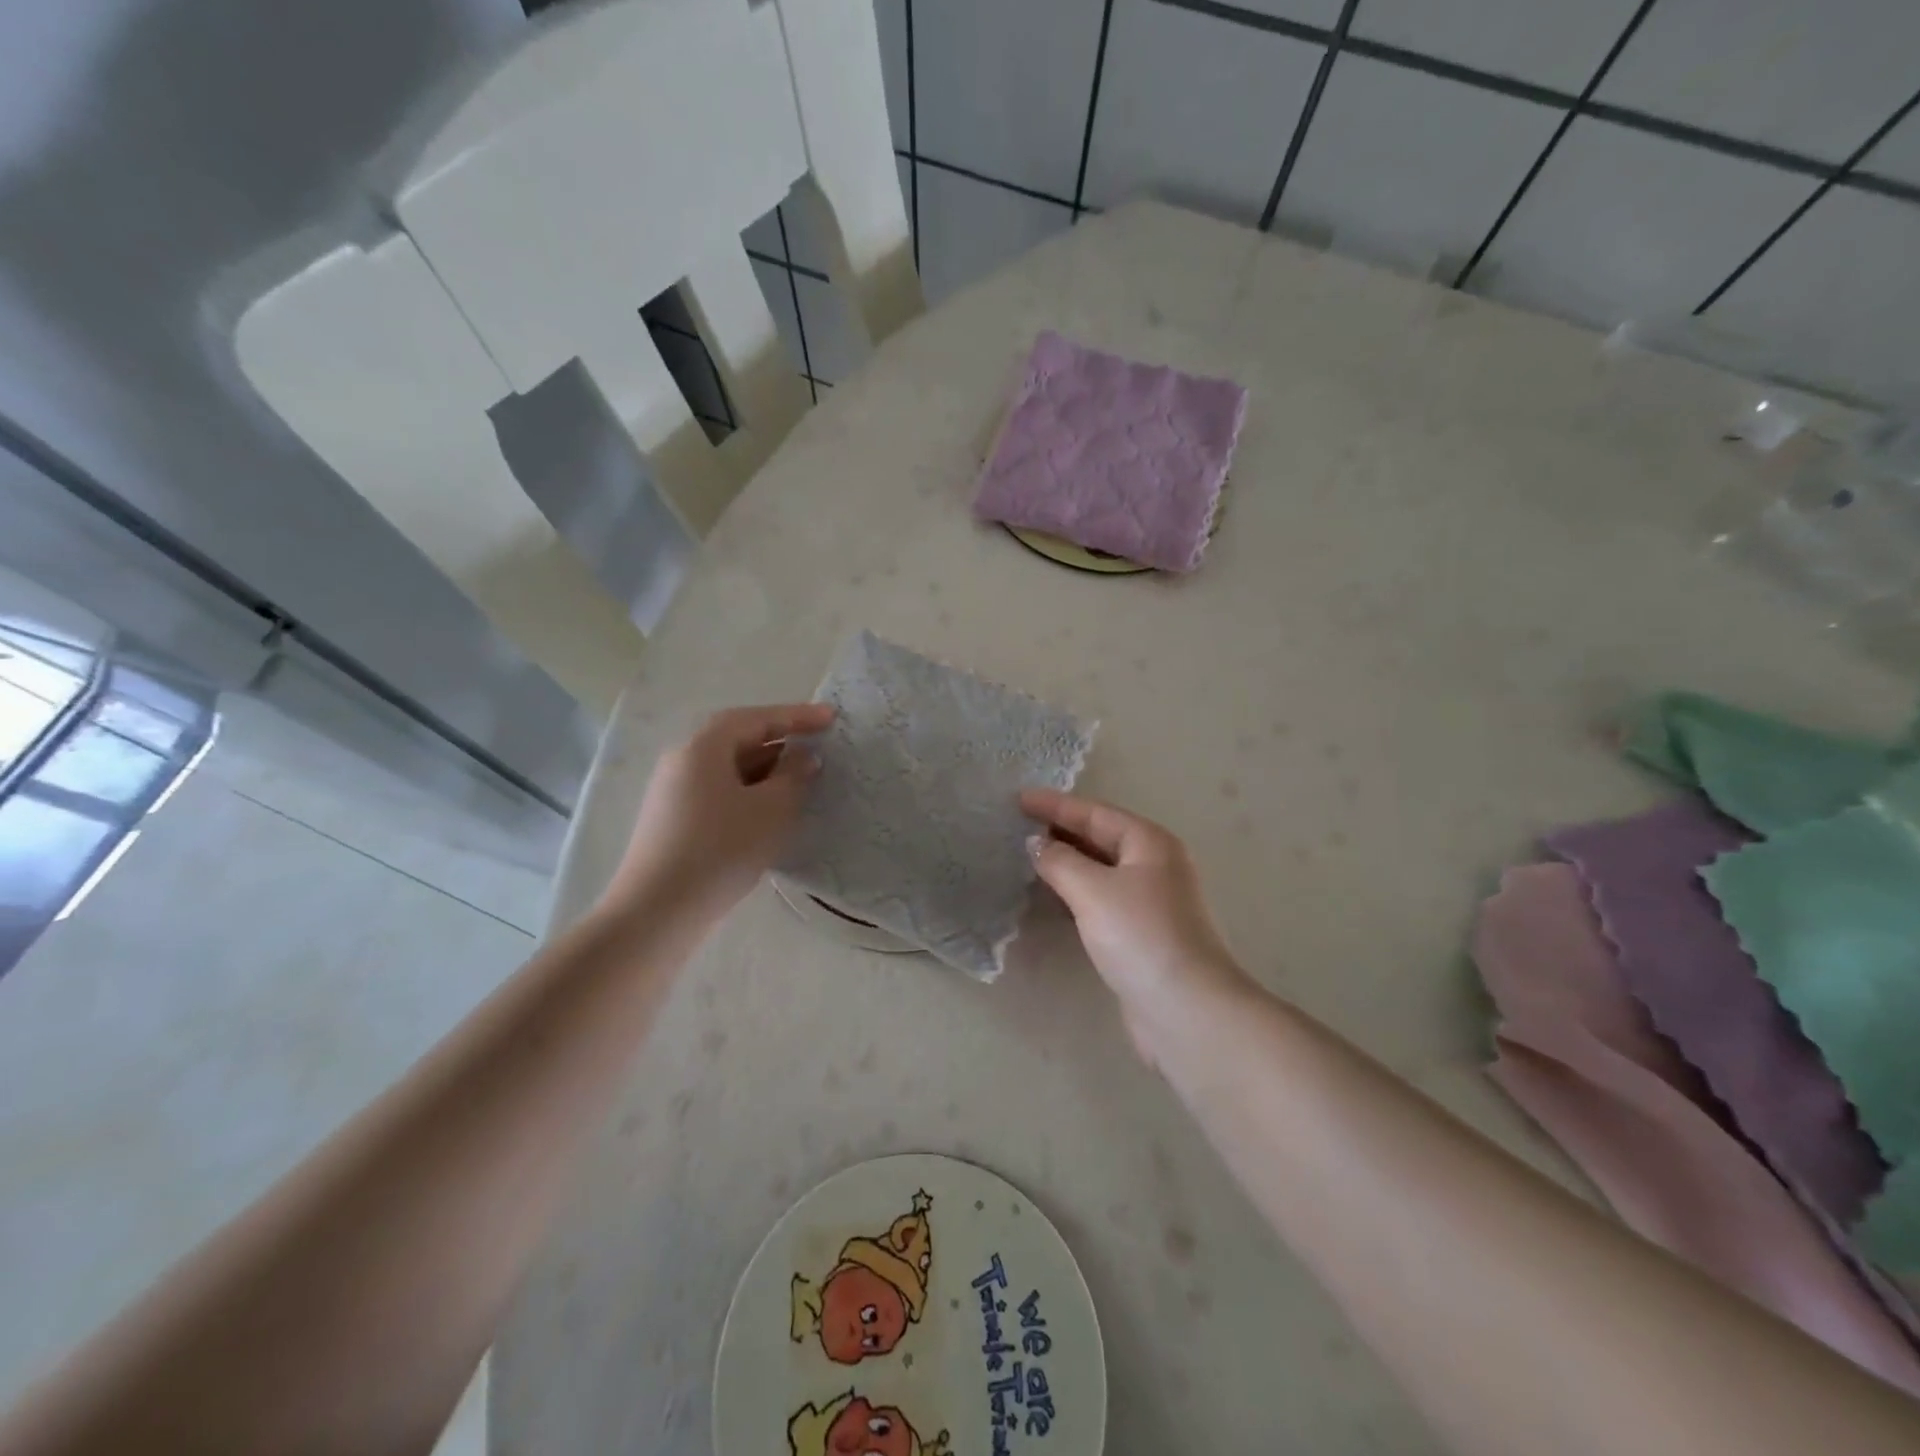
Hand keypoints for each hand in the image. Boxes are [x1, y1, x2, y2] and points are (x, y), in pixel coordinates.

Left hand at [606, 703, 832, 917]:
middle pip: (738, 739)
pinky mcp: (673, 820)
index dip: (796, 716)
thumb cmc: (720, 849)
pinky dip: (749, 791)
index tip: (831, 718)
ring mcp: (673, 791)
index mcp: (703, 748)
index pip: (755, 719)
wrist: (659, 910)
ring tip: (801, 780)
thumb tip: (803, 757)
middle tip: (817, 747)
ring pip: (728, 768)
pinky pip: (719, 791)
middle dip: (780, 742)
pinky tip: (769, 811)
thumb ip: (793, 776)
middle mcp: (683, 760)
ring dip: (767, 769)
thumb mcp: (771, 810)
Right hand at [1022, 789, 1249, 1061]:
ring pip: (1100, 870)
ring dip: (1067, 862)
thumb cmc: (1140, 935)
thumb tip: (1036, 843)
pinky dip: (1076, 892)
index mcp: (1150, 843)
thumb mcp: (1093, 890)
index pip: (1095, 813)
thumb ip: (1059, 861)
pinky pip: (1102, 898)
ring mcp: (1152, 900)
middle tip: (1018, 826)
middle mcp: (1155, 865)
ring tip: (1028, 857)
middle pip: (1100, 837)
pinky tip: (1052, 897)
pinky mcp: (1143, 933)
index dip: (1055, 805)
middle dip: (1060, 831)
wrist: (1186, 1009)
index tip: (1018, 799)